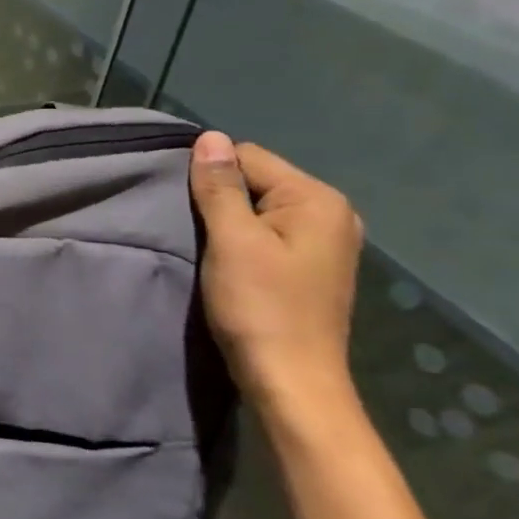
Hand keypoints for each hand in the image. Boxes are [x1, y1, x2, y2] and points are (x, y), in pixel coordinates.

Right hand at [189, 132, 363, 422]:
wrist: (290, 380)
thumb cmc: (260, 306)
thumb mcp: (232, 241)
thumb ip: (219, 186)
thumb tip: (209, 137)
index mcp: (317, 199)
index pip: (248, 157)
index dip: (210, 177)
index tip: (187, 209)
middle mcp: (331, 213)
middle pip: (256, 180)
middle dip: (221, 199)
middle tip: (199, 233)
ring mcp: (326, 241)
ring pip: (259, 208)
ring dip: (230, 222)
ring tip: (212, 249)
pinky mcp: (312, 265)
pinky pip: (269, 232)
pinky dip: (244, 240)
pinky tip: (233, 264)